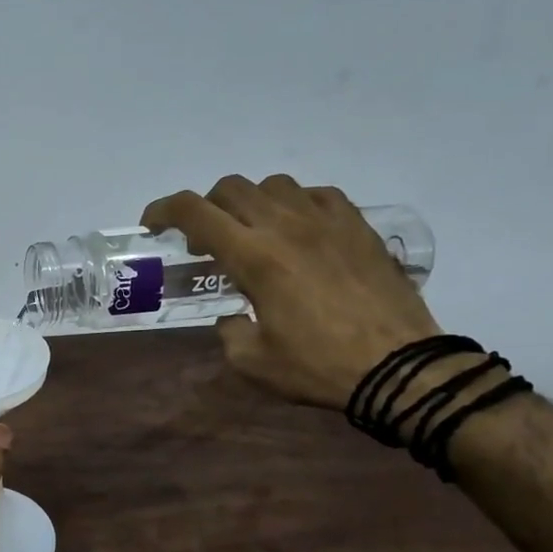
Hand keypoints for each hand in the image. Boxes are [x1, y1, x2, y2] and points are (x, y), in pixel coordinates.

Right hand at [143, 173, 441, 408]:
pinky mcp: (358, 226)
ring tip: (254, 234)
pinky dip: (295, 205)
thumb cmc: (317, 366)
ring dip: (250, 203)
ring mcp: (326, 220)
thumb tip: (234, 316)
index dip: (164, 210)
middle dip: (206, 208)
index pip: (195, 212)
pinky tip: (299, 232)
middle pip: (230, 188)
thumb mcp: (252, 361)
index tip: (153, 226)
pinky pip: (317, 195)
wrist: (399, 366)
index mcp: (254, 257)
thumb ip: (229, 330)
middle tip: (206, 241)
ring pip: (274, 185)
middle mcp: (286, 226)